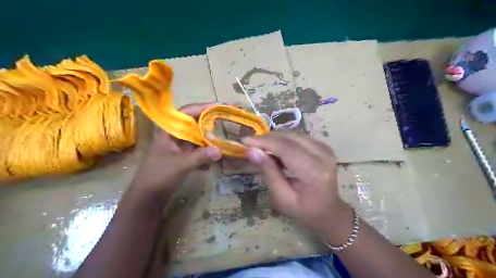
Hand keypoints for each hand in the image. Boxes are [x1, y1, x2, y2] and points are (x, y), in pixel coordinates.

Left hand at [133, 104, 223, 197]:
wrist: (147, 197)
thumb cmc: (159, 175)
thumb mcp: (181, 164)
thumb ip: (201, 156)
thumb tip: (220, 150)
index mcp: (168, 131)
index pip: (186, 113)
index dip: (202, 108)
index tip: (218, 106)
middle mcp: (173, 136)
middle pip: (193, 124)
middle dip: (208, 123)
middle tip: (224, 121)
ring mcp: (177, 147)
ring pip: (196, 137)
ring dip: (208, 139)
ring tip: (222, 139)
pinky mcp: (181, 157)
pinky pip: (196, 150)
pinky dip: (204, 153)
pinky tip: (213, 160)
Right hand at [242, 133, 349, 234]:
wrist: (327, 210)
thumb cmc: (303, 209)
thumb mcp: (281, 196)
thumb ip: (268, 172)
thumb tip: (251, 150)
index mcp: (314, 171)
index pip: (286, 148)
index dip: (264, 142)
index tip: (245, 141)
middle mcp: (323, 154)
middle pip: (290, 138)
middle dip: (267, 138)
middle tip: (250, 145)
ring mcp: (325, 148)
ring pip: (293, 135)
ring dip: (275, 139)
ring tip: (261, 148)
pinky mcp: (323, 145)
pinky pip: (298, 137)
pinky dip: (283, 140)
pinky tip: (275, 150)